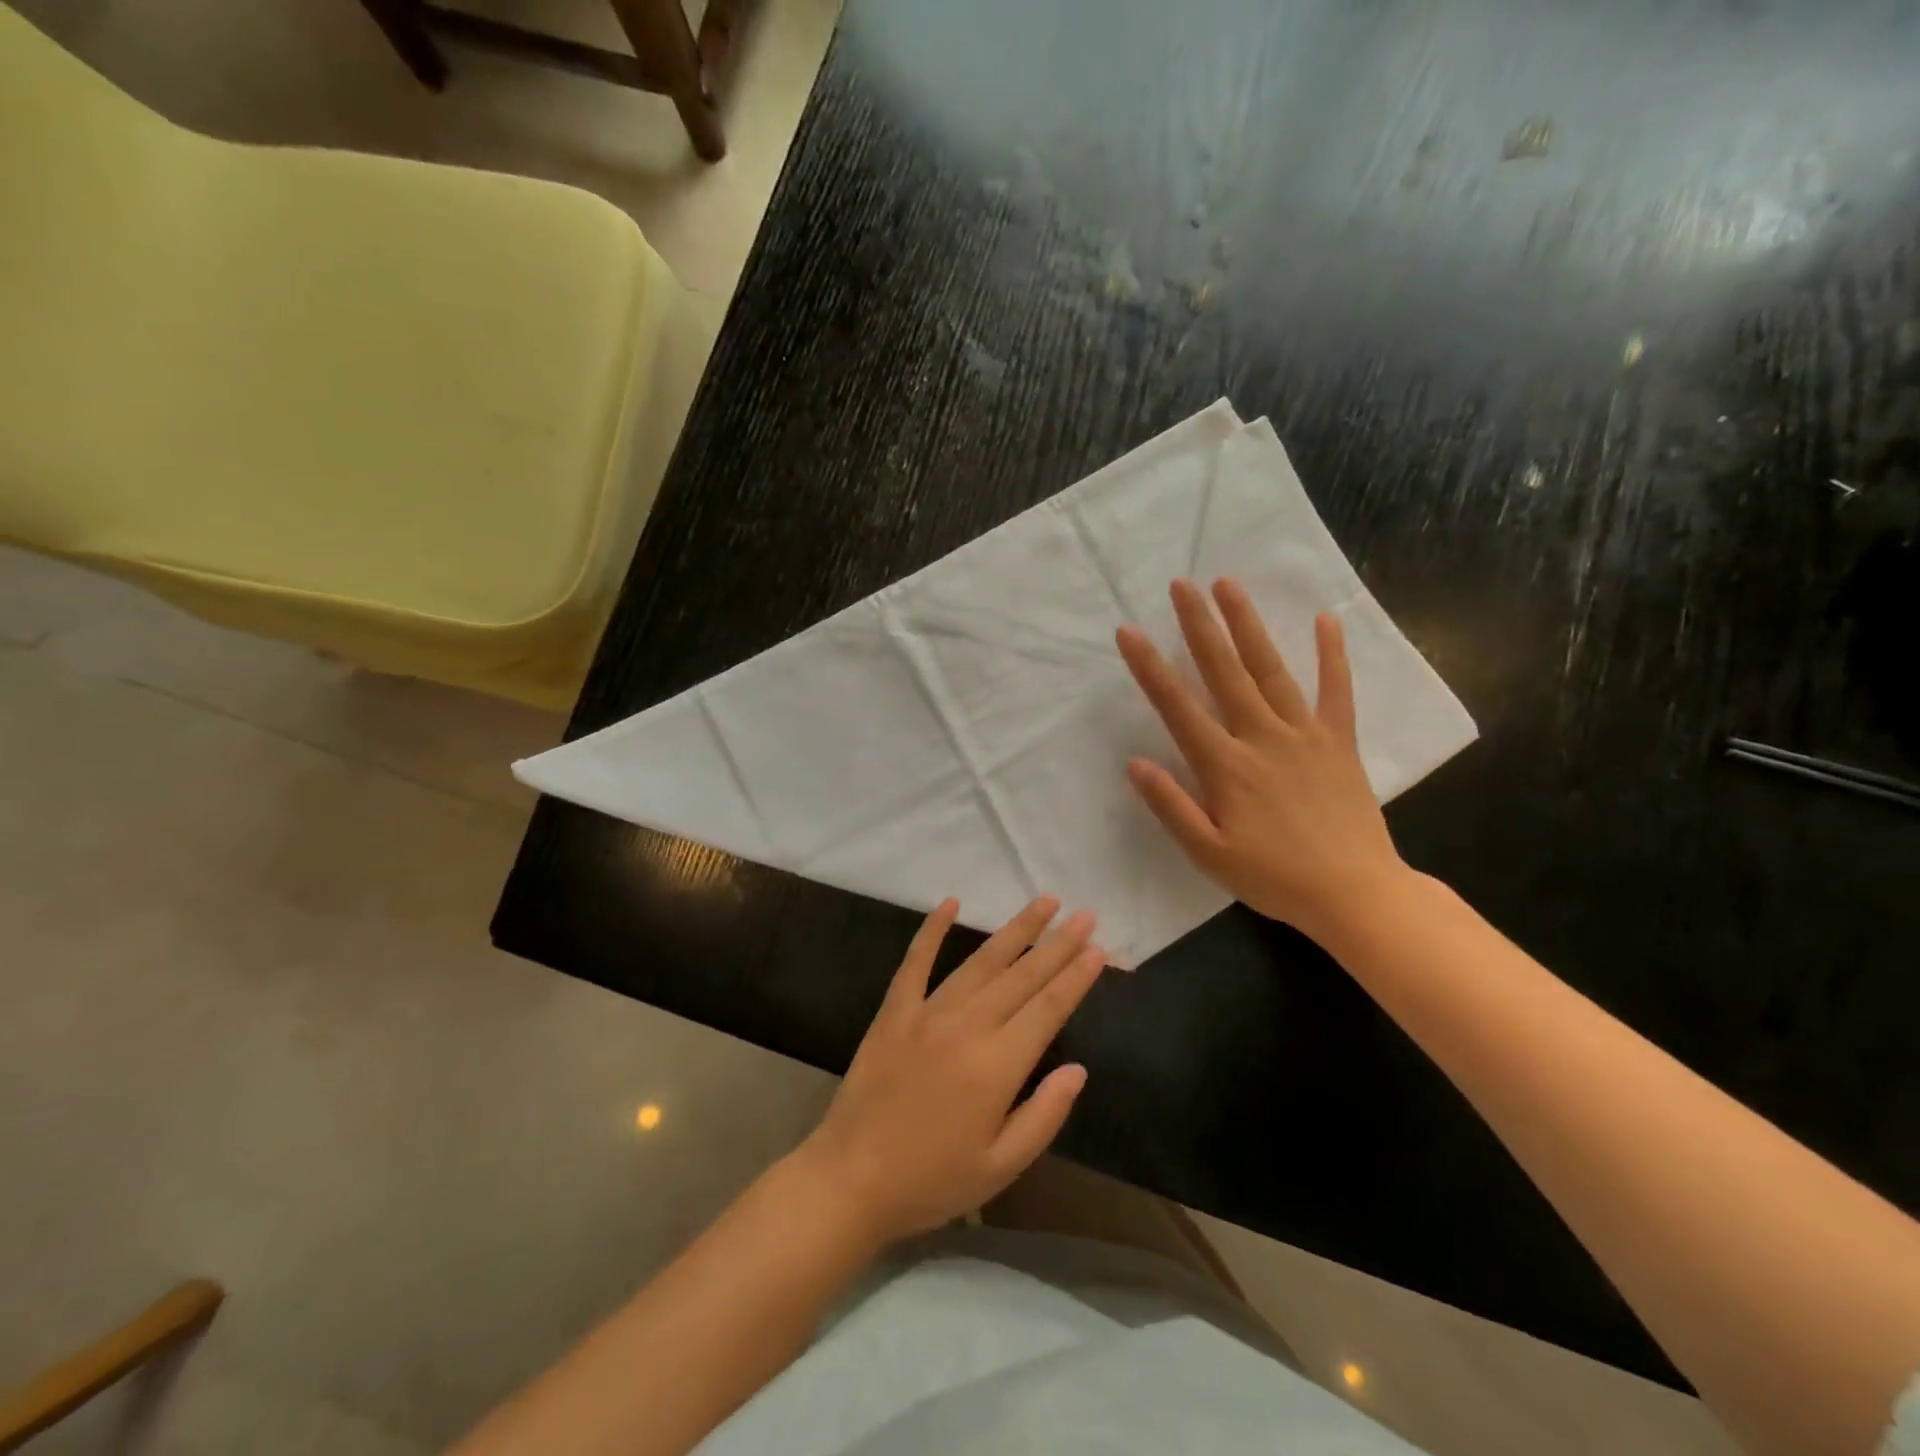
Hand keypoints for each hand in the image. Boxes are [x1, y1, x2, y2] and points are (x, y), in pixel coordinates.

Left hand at [798, 898, 1105, 1247]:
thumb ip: (1044, 1115)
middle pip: (1022, 976)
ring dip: (1015, 930)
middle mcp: (967, 1026)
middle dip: (1058, 943)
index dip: (1076, 977)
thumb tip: (1078, 1070)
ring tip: (1043, 902)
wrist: (850, 1180)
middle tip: (1085, 914)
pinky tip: (950, 903)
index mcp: (997, 1065)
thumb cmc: (932, 1181)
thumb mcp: (1001, 1167)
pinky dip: (933, 930)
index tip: (1099, 948)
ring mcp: (927, 1012)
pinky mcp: (894, 1010)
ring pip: (981, 961)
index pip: (1048, 1008)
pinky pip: (916, 961)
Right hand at [1116, 578, 1407, 940]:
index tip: (1129, 632)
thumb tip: (1135, 763)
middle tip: (1182, 584)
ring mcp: (1305, 734)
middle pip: (1225, 672)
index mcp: (1226, 766)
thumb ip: (1171, 806)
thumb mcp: (1209, 854)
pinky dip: (1332, 654)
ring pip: (1272, 669)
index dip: (1150, 667)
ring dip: (1248, 625)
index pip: (1178, 707)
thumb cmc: (1274, 878)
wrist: (1355, 894)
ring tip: (1228, 585)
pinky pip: (1336, 690)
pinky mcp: (1339, 741)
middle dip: (1200, 625)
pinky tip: (1326, 619)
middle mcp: (1263, 737)